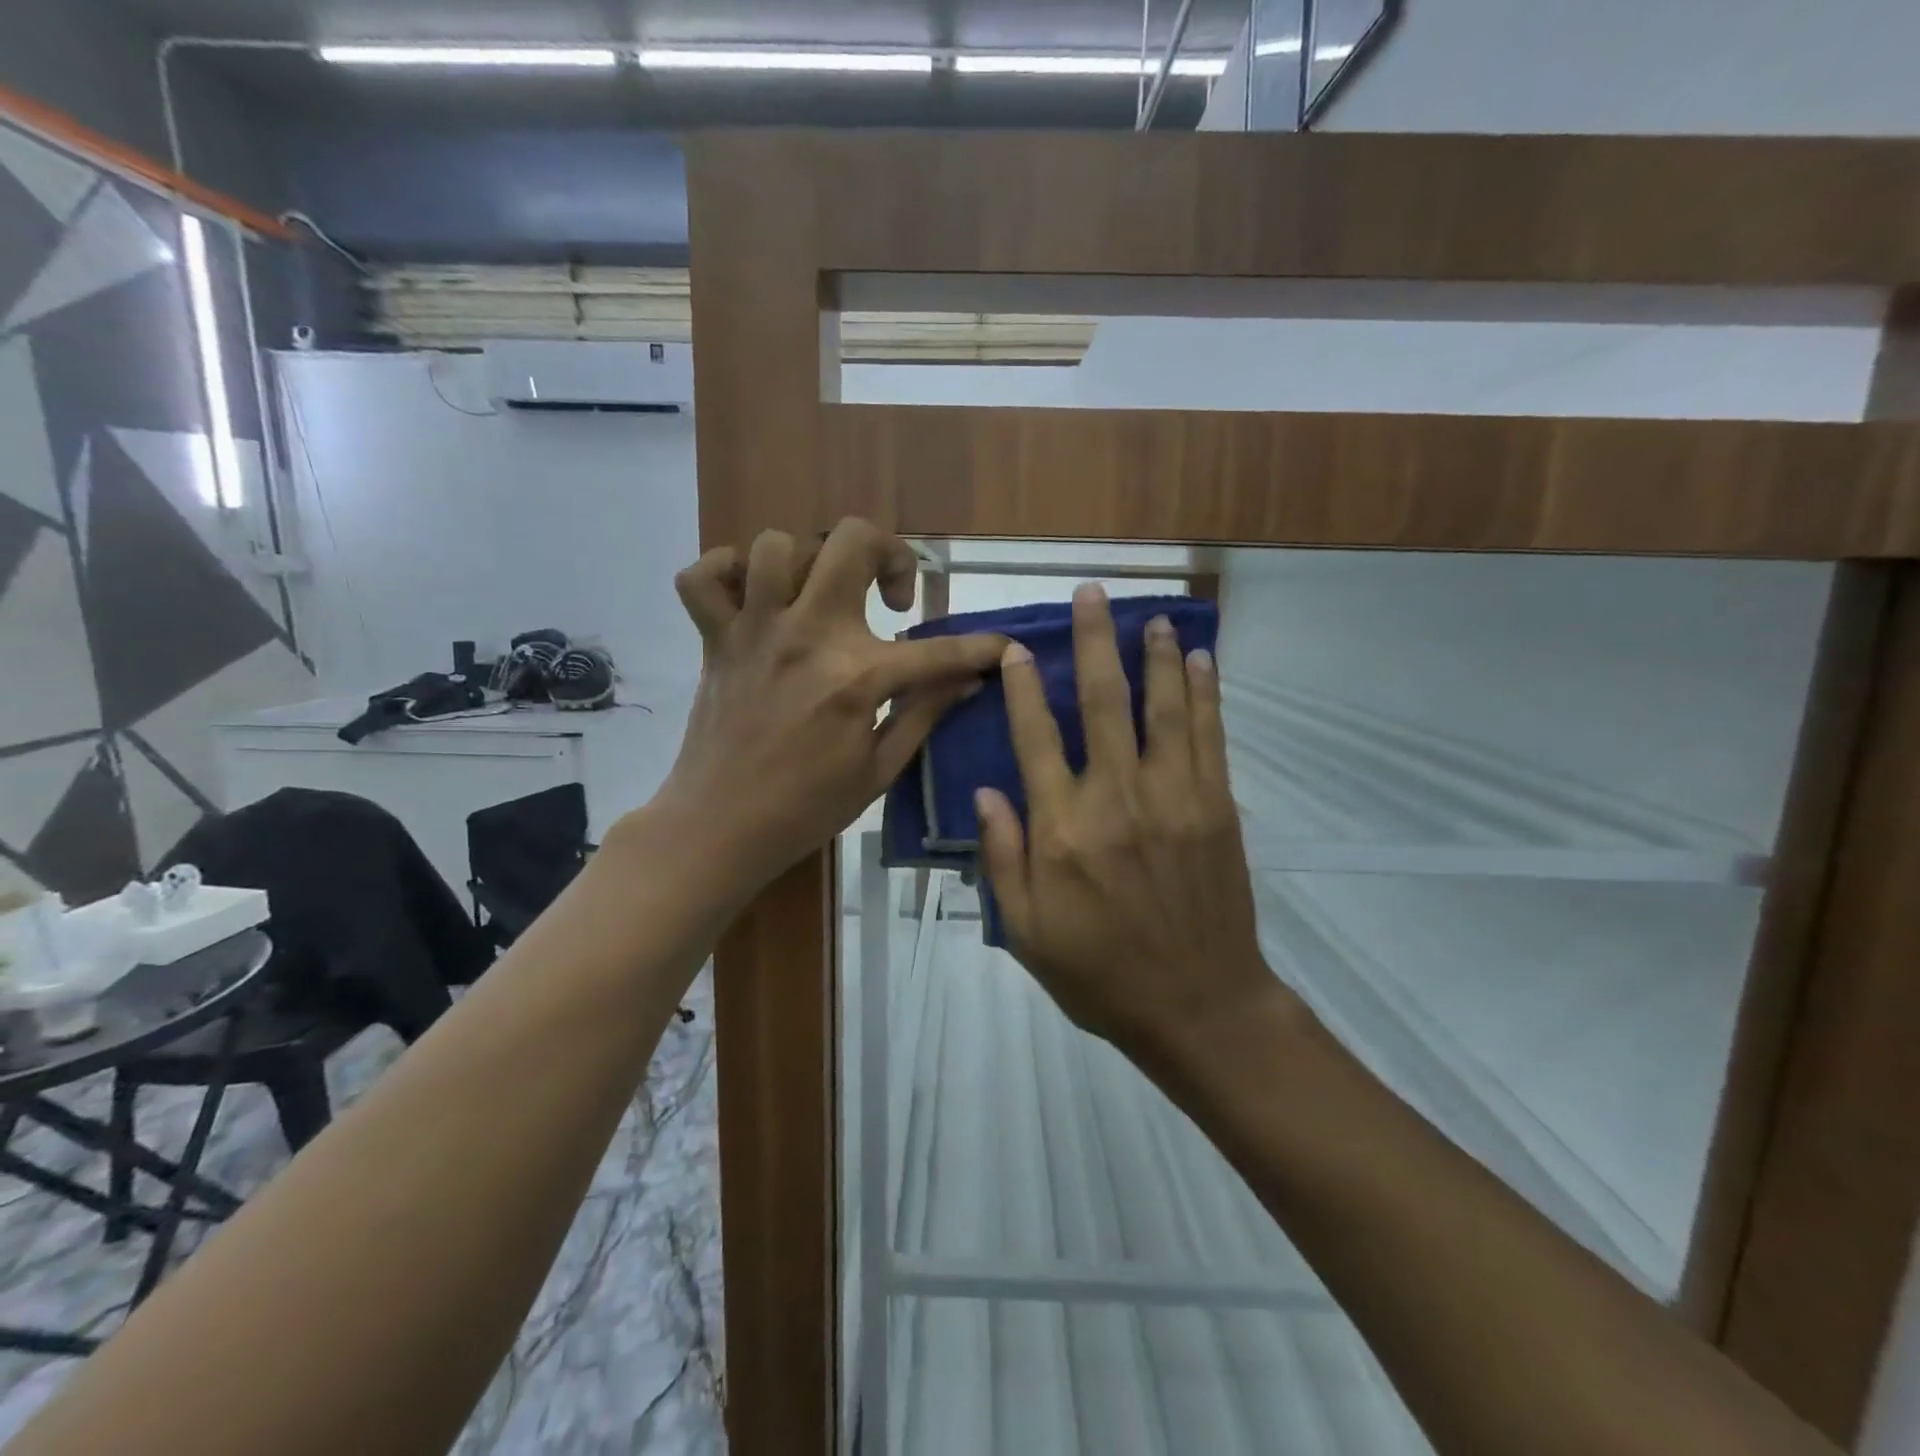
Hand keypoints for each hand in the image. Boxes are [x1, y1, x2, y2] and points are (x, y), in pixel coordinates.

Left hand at [656, 519, 1002, 893]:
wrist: (719, 828)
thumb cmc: (806, 808)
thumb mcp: (880, 770)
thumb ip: (924, 714)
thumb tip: (969, 681)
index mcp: (856, 675)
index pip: (938, 650)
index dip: (982, 648)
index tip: (1002, 647)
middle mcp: (807, 634)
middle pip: (852, 541)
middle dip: (890, 554)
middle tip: (893, 599)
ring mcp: (755, 630)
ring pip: (777, 546)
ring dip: (811, 562)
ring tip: (823, 599)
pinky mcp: (715, 639)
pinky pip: (702, 577)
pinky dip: (726, 574)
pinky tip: (754, 599)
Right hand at [977, 584, 1276, 1067]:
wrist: (1198, 1005)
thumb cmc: (1099, 972)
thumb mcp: (1026, 929)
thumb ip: (1003, 857)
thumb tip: (988, 792)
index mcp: (1064, 828)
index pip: (1036, 737)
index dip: (1023, 687)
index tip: (1016, 647)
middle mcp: (1117, 797)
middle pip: (1104, 701)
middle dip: (1095, 641)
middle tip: (1092, 594)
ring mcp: (1175, 797)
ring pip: (1165, 706)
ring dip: (1158, 655)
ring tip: (1152, 616)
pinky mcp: (1217, 806)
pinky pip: (1210, 735)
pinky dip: (1206, 693)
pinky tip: (1203, 661)